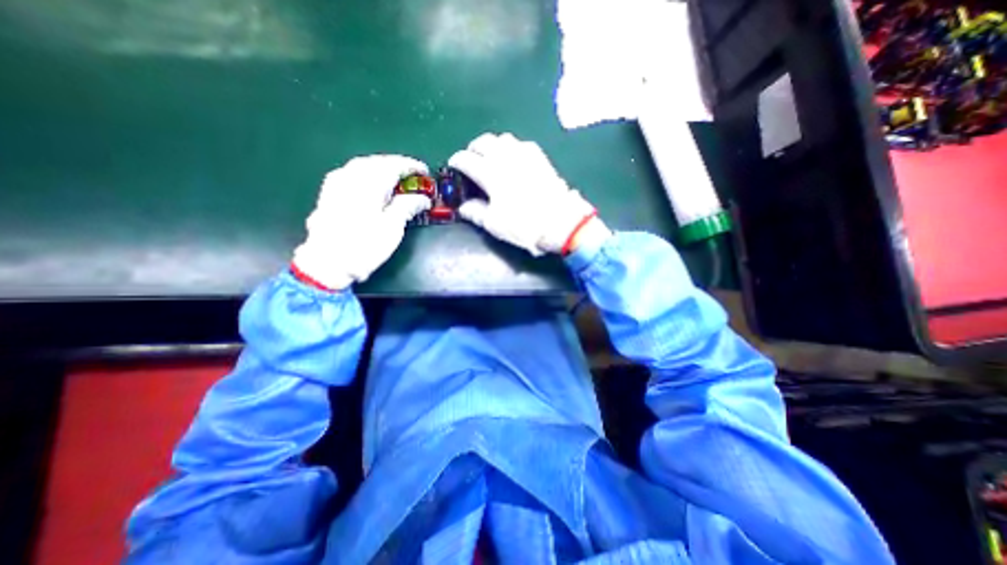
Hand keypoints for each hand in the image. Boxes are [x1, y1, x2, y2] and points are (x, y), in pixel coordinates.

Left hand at [294, 155, 429, 289]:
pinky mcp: (329, 192)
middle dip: (397, 165)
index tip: (425, 172)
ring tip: (396, 179)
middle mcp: (351, 176)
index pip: (394, 165)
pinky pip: (352, 173)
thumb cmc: (365, 245)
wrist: (328, 262)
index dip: (412, 166)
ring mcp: (336, 182)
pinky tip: (372, 184)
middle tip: (413, 176)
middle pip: (377, 161)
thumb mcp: (393, 227)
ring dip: (382, 168)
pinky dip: (367, 174)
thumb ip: (408, 206)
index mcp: (369, 183)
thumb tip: (423, 198)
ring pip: (363, 165)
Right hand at [448, 132, 604, 255]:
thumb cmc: (524, 225)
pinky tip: (513, 159)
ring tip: (490, 158)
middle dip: (472, 149)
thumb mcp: (494, 224)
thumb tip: (463, 207)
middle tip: (470, 161)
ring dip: (492, 145)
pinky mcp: (540, 158)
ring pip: (502, 139)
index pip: (466, 159)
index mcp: (490, 172)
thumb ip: (475, 212)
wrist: (559, 222)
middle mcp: (505, 157)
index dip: (456, 162)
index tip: (453, 167)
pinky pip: (521, 144)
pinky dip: (511, 148)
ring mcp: (525, 154)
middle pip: (483, 142)